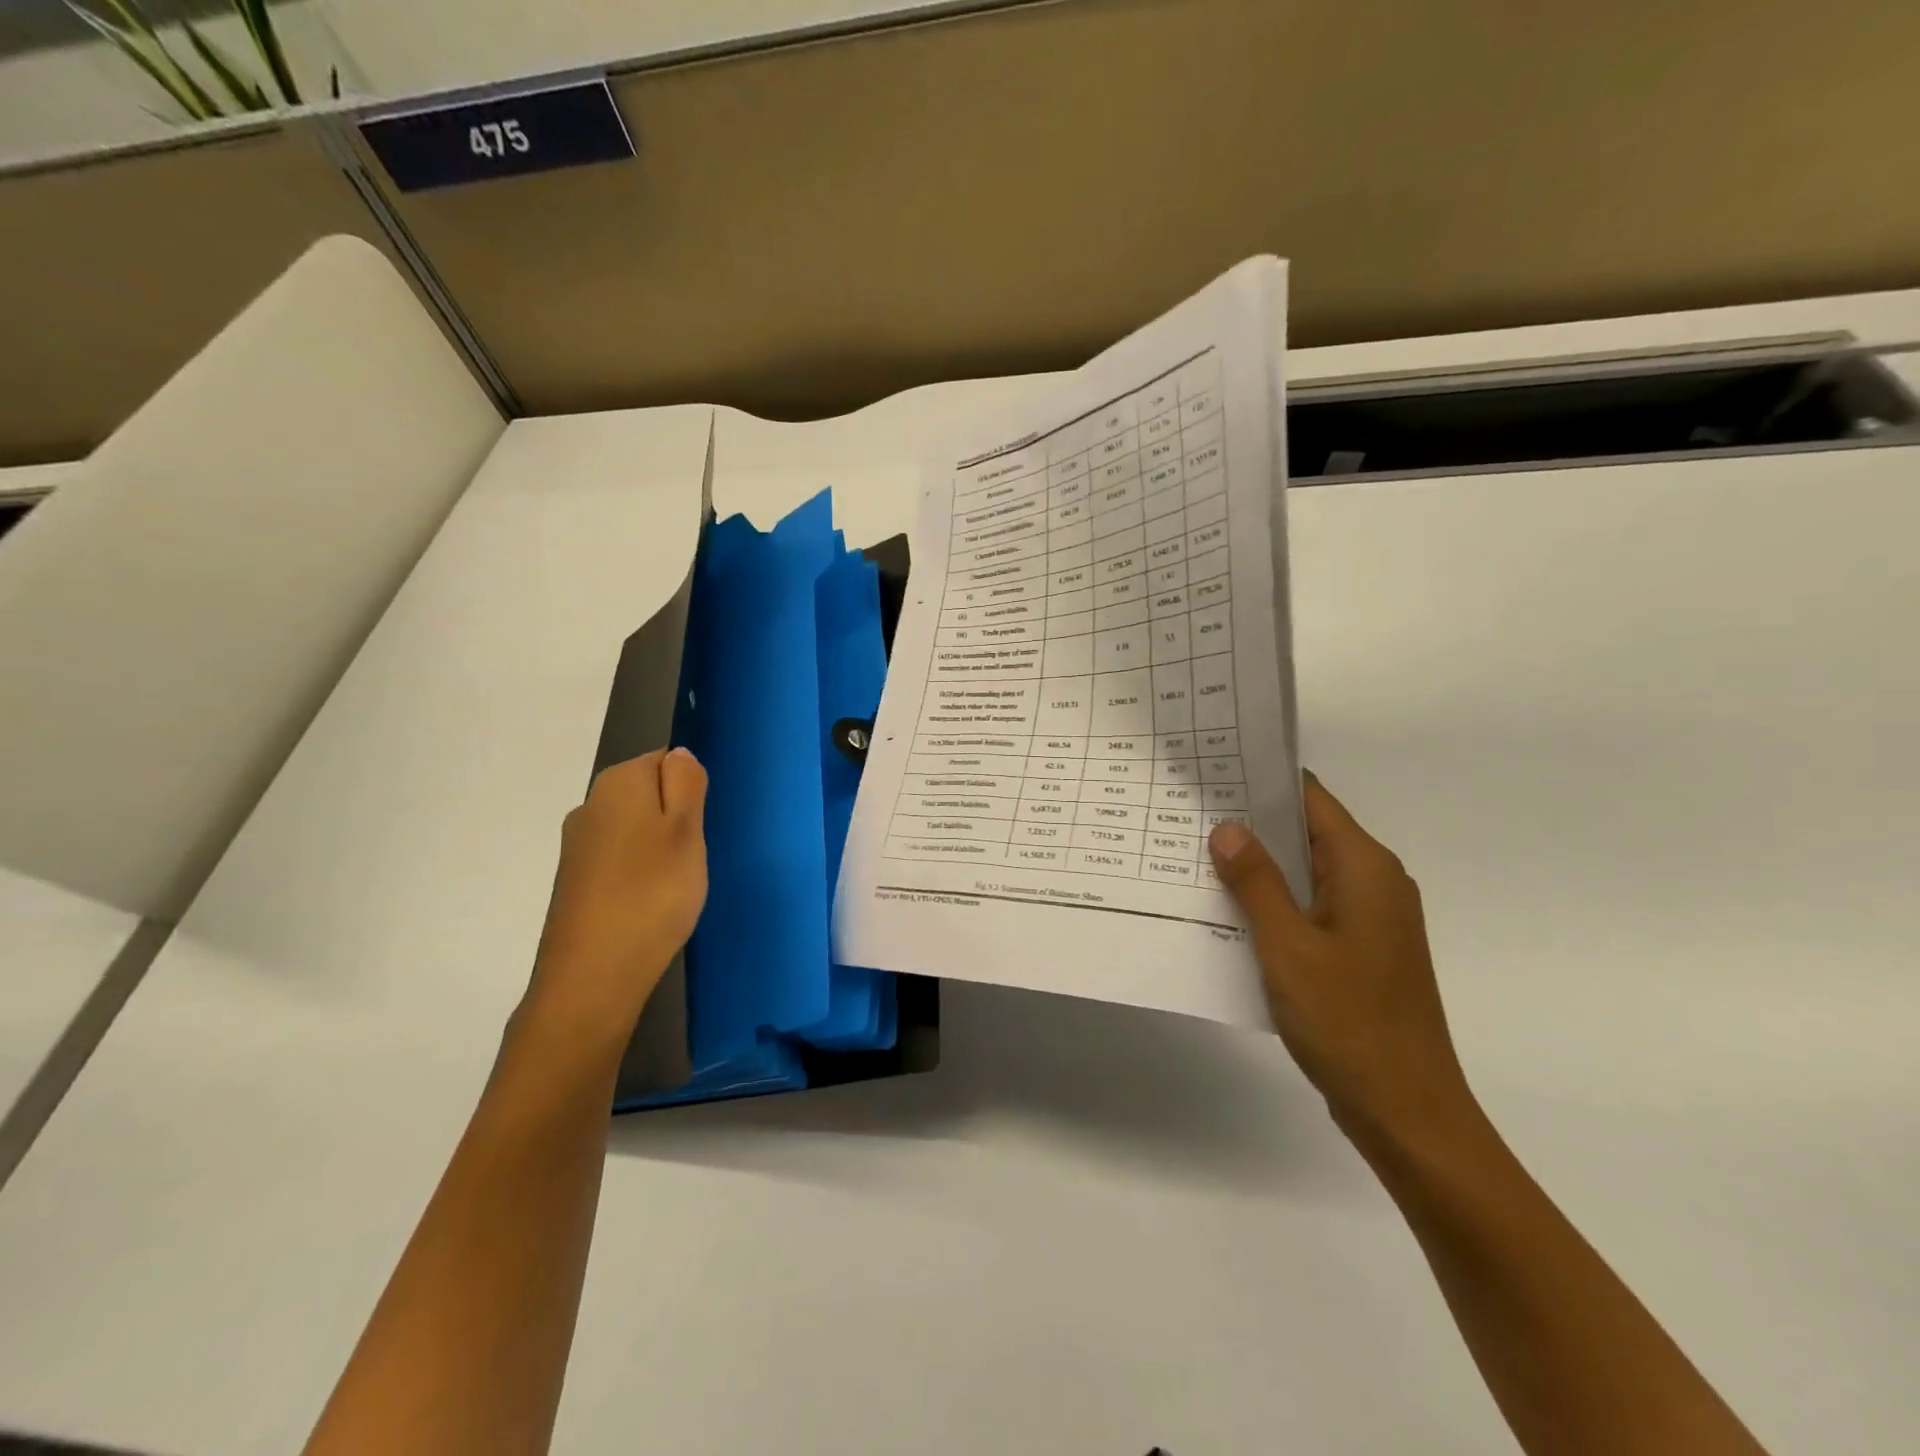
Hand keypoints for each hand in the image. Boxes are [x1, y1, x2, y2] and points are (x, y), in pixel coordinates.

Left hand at [524, 748, 708, 1039]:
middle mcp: (590, 805)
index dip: (691, 789)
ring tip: (678, 884)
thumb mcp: (686, 831)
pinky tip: (652, 903)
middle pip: (647, 794)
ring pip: (634, 829)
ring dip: (659, 848)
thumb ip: (686, 784)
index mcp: (618, 783)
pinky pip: (620, 860)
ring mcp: (578, 845)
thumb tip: (678, 753)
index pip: (664, 760)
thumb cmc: (653, 894)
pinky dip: (640, 874)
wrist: (592, 977)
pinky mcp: (575, 882)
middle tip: (696, 855)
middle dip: (676, 818)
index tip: (703, 825)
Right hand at [1208, 775, 1477, 1157]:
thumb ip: (1256, 883)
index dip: (1262, 782)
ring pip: (1304, 873)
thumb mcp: (1288, 947)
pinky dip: (1272, 901)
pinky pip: (1309, 907)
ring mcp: (1369, 919)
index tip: (1211, 772)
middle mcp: (1374, 883)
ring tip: (1195, 854)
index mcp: (1365, 868)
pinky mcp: (1360, 950)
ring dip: (1257, 866)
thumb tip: (1228, 828)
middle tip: (1188, 812)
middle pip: (1306, 833)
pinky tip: (1227, 909)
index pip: (1310, 800)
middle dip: (1251, 823)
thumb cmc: (1349, 1022)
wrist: (1408, 1112)